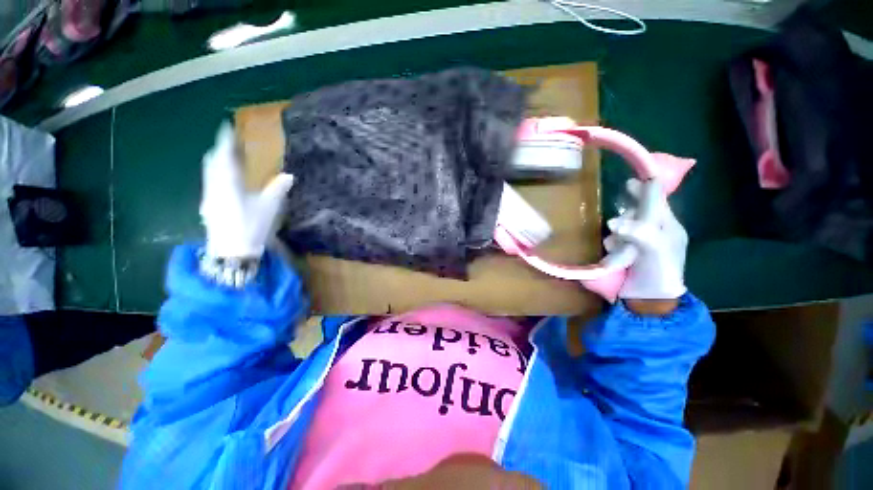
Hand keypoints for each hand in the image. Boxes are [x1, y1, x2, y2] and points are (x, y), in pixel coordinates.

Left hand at [200, 122, 294, 259]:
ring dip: (217, 163)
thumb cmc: (251, 225)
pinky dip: (217, 175)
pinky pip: (211, 183)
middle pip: (213, 162)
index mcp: (228, 182)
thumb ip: (277, 189)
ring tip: (228, 160)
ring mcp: (209, 196)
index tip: (227, 127)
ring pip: (210, 173)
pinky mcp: (209, 206)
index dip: (226, 141)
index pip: (225, 156)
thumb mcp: (269, 207)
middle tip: (230, 145)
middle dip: (220, 151)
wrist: (232, 250)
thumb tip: (289, 176)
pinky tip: (226, 182)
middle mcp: (214, 186)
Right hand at [605, 179, 687, 301]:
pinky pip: (617, 237)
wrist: (648, 299)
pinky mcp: (627, 251)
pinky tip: (613, 251)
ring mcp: (640, 241)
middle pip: (640, 209)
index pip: (657, 200)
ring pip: (625, 223)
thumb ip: (639, 232)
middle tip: (624, 196)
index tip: (634, 176)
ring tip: (618, 245)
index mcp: (668, 226)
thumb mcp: (655, 251)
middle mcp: (655, 230)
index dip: (647, 186)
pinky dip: (613, 241)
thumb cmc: (658, 273)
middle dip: (631, 207)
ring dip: (619, 229)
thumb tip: (613, 222)